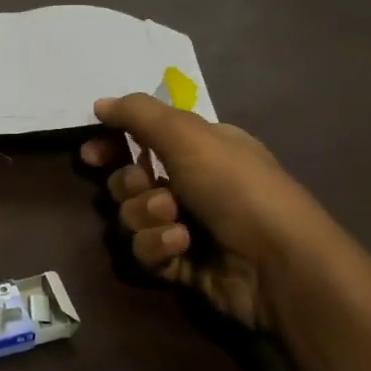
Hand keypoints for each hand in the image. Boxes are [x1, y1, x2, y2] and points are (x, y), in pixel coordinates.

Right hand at [81, 94, 359, 334]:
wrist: (278, 264)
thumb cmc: (236, 186)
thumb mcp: (187, 134)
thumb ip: (137, 113)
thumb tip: (100, 104)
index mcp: (199, 148)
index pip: (142, 138)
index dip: (114, 144)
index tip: (92, 153)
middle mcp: (192, 183)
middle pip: (129, 180)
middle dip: (132, 185)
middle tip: (151, 187)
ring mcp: (186, 226)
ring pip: (132, 217)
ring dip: (146, 217)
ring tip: (176, 222)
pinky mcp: (182, 266)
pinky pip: (145, 251)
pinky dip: (158, 246)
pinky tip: (181, 247)